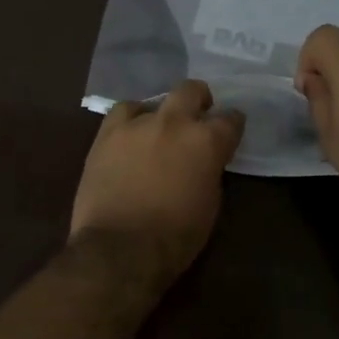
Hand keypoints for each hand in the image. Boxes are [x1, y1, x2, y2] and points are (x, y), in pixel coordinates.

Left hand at [70, 81, 245, 281]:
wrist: (120, 248)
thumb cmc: (175, 237)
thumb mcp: (210, 205)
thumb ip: (210, 172)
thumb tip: (204, 162)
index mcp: (207, 141)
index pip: (230, 119)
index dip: (232, 125)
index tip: (230, 133)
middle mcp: (174, 122)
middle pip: (192, 90)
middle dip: (199, 100)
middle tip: (197, 116)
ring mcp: (137, 124)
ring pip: (154, 100)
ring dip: (161, 113)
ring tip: (158, 132)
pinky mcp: (106, 134)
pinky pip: (122, 112)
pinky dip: (130, 120)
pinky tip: (130, 136)